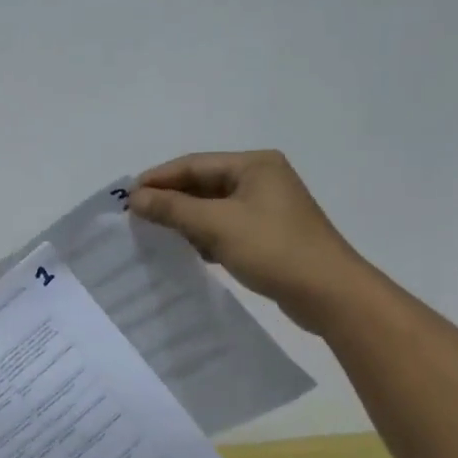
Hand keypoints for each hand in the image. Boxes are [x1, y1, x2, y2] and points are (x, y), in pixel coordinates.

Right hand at [129, 150, 361, 332]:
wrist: (329, 293)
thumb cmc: (273, 249)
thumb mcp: (217, 225)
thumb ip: (174, 209)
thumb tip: (136, 197)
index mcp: (254, 164)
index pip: (194, 164)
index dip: (159, 179)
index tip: (127, 198)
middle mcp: (262, 178)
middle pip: (204, 183)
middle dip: (172, 200)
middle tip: (137, 217)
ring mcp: (268, 207)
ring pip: (214, 207)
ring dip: (187, 219)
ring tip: (156, 234)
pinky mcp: (270, 233)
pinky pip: (227, 226)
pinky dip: (206, 235)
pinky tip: (190, 250)